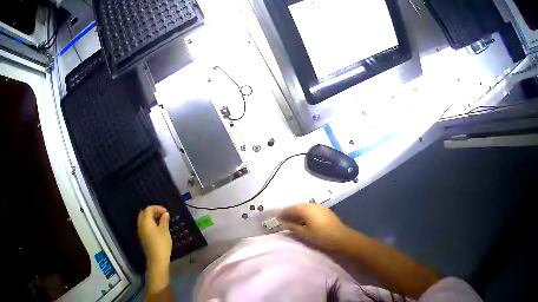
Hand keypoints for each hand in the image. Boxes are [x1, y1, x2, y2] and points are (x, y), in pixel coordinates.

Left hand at [137, 206, 171, 269]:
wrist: (157, 260)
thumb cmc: (161, 244)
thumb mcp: (165, 231)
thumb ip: (164, 221)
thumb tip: (165, 214)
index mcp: (145, 221)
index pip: (149, 209)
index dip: (158, 208)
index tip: (167, 212)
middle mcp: (141, 224)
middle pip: (144, 213)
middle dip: (153, 212)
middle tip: (162, 215)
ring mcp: (141, 231)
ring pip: (144, 220)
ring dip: (151, 218)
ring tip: (161, 221)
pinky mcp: (143, 237)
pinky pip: (145, 226)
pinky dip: (150, 224)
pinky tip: (158, 228)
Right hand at [277, 203, 350, 250]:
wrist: (340, 237)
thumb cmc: (321, 236)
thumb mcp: (304, 233)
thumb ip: (293, 227)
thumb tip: (285, 223)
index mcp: (306, 209)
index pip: (291, 209)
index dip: (283, 213)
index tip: (277, 217)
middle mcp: (312, 205)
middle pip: (298, 206)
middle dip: (290, 211)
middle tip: (283, 218)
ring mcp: (320, 207)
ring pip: (305, 207)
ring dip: (298, 212)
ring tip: (292, 220)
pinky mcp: (325, 211)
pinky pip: (311, 209)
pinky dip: (305, 213)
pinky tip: (304, 220)